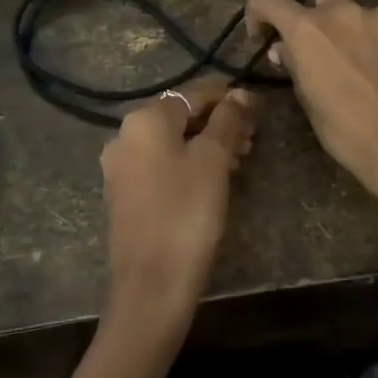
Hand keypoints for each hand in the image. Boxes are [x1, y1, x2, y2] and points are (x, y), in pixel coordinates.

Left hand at [98, 75, 257, 354]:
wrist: (152, 284)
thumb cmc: (187, 213)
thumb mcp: (214, 160)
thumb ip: (228, 121)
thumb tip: (239, 94)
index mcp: (144, 120)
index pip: (193, 93)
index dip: (227, 97)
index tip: (257, 110)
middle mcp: (124, 136)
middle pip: (180, 117)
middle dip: (218, 123)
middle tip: (251, 139)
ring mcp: (120, 168)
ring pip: (171, 142)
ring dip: (206, 144)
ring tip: (240, 160)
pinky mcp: (124, 195)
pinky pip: (161, 165)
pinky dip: (188, 164)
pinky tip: (213, 179)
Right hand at [245, 0, 377, 235]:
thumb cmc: (348, 132)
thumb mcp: (309, 102)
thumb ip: (295, 66)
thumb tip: (285, 49)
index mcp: (307, 30)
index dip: (258, 12)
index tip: (264, 35)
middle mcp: (343, 12)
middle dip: (314, 7)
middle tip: (319, 42)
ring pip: (359, 11)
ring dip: (354, 30)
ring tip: (364, 65)